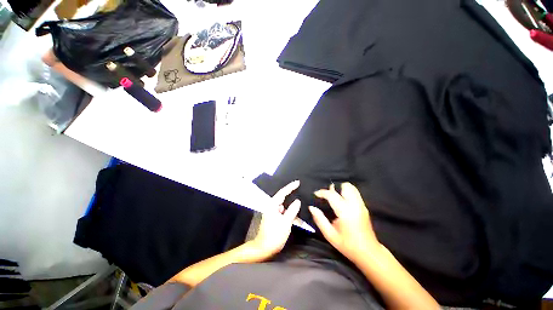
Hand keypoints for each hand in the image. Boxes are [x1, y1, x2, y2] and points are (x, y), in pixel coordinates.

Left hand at [250, 180, 301, 259]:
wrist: (263, 249)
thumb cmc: (274, 235)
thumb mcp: (286, 222)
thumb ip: (292, 210)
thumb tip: (297, 200)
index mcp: (272, 205)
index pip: (282, 192)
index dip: (290, 186)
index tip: (298, 182)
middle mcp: (271, 207)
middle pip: (283, 197)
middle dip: (291, 194)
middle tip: (301, 189)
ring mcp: (272, 212)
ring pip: (284, 206)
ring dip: (291, 205)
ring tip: (301, 201)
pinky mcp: (274, 218)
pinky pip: (283, 212)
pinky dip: (289, 212)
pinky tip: (296, 213)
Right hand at [309, 182, 379, 262]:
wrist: (369, 253)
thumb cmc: (348, 245)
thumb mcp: (330, 234)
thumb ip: (319, 219)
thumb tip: (311, 207)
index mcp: (345, 212)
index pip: (332, 195)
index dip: (322, 192)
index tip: (316, 194)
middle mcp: (355, 205)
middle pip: (346, 186)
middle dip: (335, 188)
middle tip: (328, 196)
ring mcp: (361, 205)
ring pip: (352, 188)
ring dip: (342, 190)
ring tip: (335, 197)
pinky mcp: (364, 207)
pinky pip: (355, 193)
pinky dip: (347, 193)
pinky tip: (342, 202)